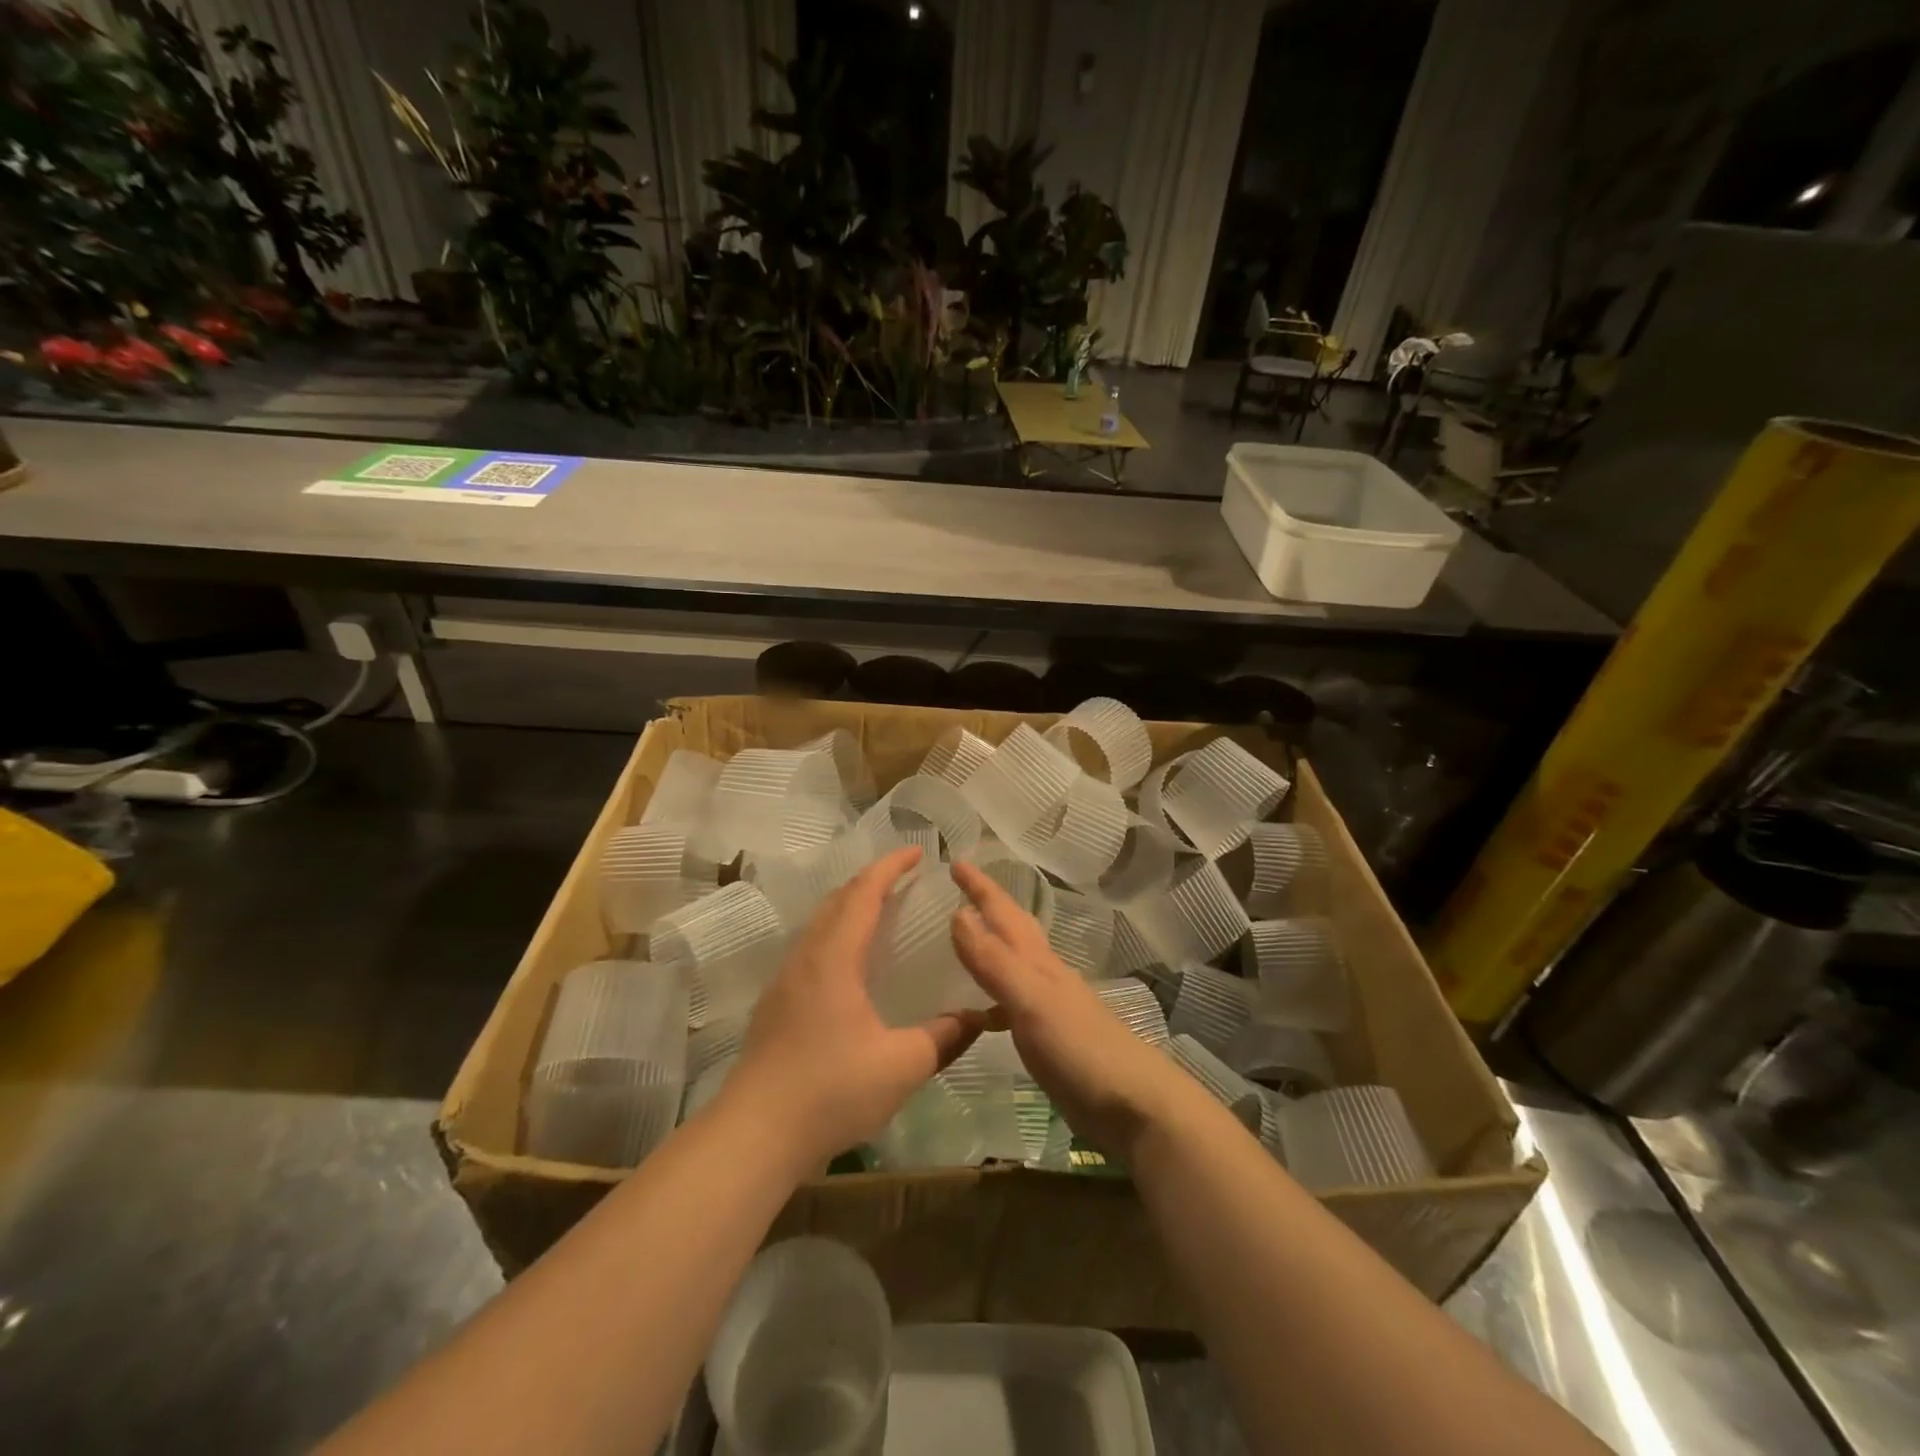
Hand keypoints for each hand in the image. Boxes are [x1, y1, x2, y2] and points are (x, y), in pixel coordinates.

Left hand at [726, 847, 984, 1169]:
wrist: (754, 1135)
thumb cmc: (830, 1091)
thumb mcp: (902, 1065)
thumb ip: (944, 1037)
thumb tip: (978, 1017)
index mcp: (834, 958)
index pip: (863, 893)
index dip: (890, 867)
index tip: (918, 852)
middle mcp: (806, 958)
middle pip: (837, 900)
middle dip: (871, 880)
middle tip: (904, 878)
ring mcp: (785, 980)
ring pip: (819, 923)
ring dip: (850, 906)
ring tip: (881, 912)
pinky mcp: (775, 1004)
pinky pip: (810, 947)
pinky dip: (836, 933)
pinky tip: (851, 963)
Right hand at [948, 860, 1199, 1156]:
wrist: (1133, 1105)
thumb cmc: (1080, 1047)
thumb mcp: (1031, 999)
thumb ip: (994, 960)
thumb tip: (958, 913)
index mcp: (1037, 961)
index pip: (1003, 912)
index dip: (980, 887)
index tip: (955, 861)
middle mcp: (1042, 975)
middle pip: (1012, 930)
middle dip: (987, 906)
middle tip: (958, 890)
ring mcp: (1047, 1006)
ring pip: (1012, 964)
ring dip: (988, 948)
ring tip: (959, 943)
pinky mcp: (1047, 1038)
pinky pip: (1010, 1003)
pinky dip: (990, 997)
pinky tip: (977, 1012)